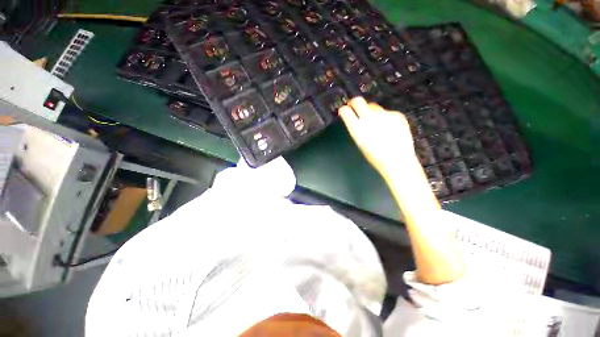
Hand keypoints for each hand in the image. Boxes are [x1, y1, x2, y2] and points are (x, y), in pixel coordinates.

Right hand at [339, 97, 419, 180]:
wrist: (397, 160)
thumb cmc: (375, 157)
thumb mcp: (361, 143)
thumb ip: (357, 129)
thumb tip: (357, 120)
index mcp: (357, 128)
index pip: (345, 111)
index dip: (344, 110)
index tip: (344, 111)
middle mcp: (369, 117)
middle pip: (358, 101)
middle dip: (354, 102)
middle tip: (354, 106)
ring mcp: (383, 114)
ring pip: (373, 106)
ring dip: (370, 111)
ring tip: (375, 123)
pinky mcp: (396, 114)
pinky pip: (387, 112)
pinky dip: (385, 118)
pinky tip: (389, 128)